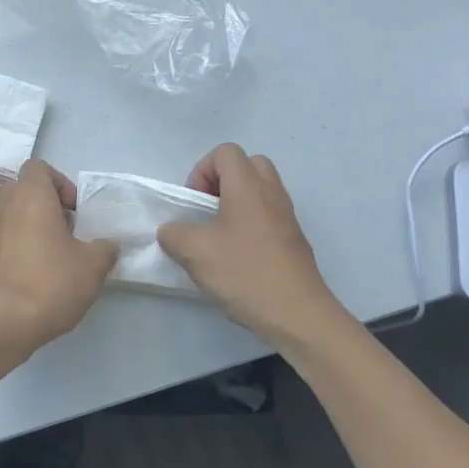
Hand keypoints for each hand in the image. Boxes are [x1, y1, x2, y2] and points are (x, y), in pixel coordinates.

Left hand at [0, 160, 117, 353]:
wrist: (4, 322)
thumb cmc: (52, 282)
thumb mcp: (93, 266)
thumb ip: (104, 249)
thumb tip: (106, 246)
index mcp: (30, 197)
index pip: (38, 167)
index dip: (59, 183)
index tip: (73, 211)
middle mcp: (3, 207)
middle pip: (21, 190)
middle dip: (43, 206)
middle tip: (64, 233)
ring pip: (9, 217)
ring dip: (28, 229)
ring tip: (50, 260)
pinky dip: (14, 252)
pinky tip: (30, 280)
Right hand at [157, 144, 349, 351]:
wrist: (297, 314)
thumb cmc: (244, 273)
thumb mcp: (194, 253)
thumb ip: (173, 234)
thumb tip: (171, 231)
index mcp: (248, 186)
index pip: (225, 153)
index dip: (202, 171)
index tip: (194, 203)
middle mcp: (271, 193)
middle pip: (247, 165)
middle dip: (222, 181)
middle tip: (208, 210)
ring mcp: (287, 216)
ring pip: (260, 190)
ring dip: (237, 203)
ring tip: (219, 235)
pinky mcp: (294, 239)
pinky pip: (269, 214)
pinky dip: (251, 223)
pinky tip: (237, 257)